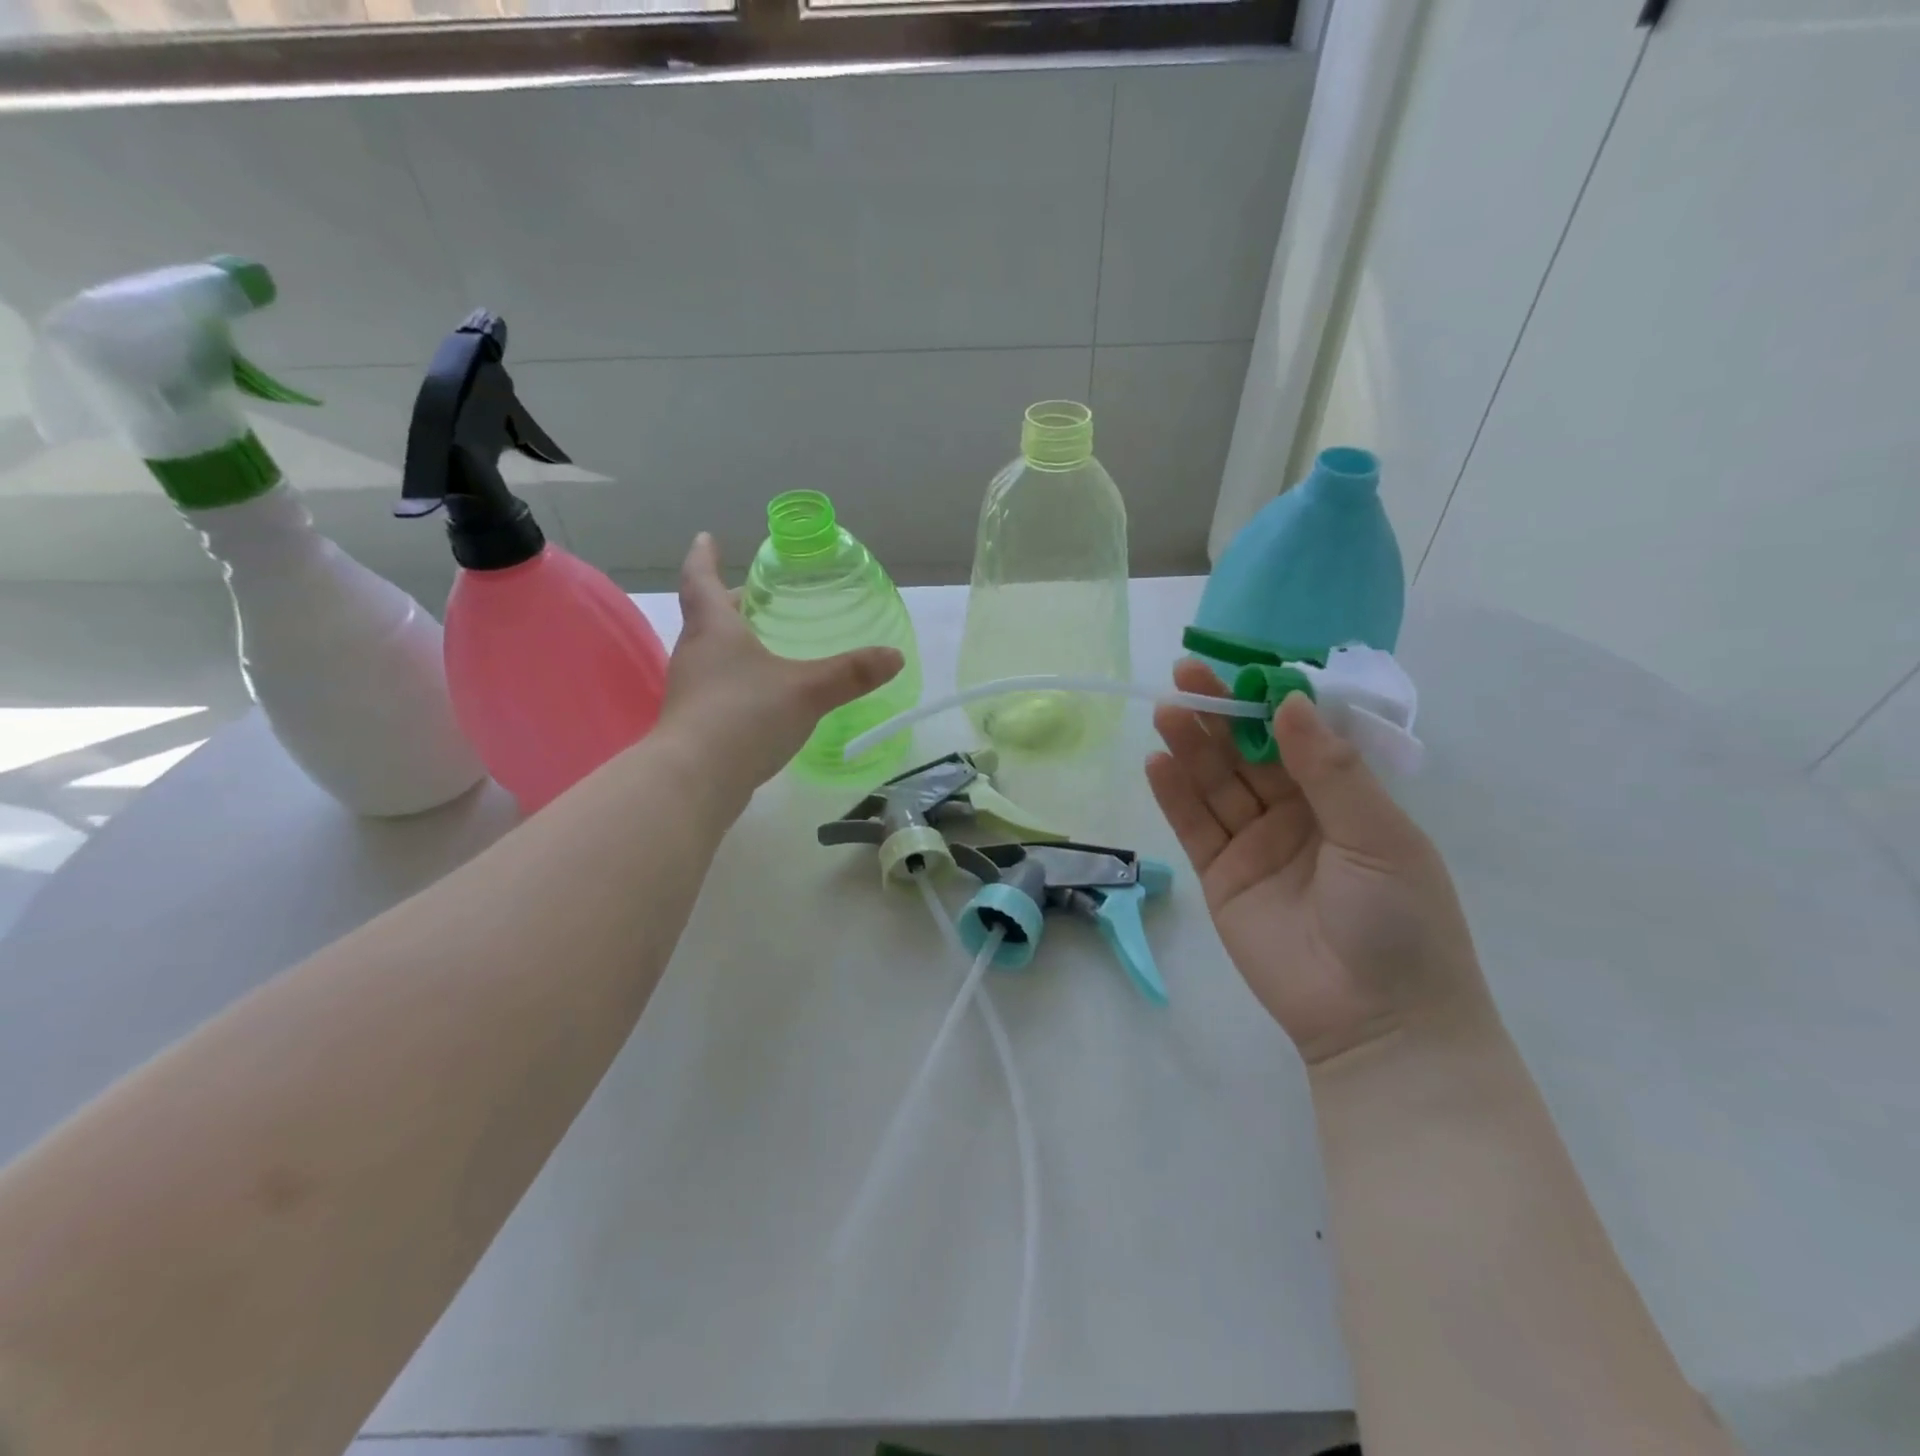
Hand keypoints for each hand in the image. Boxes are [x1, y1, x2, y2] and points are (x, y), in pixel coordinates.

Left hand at [659, 534, 903, 798]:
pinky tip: (760, 698)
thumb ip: (851, 674)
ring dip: (731, 644)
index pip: (700, 580)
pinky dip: (735, 681)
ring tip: (762, 643)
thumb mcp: (808, 690)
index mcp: (714, 631)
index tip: (707, 538)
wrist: (694, 780)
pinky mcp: (693, 725)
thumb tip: (895, 656)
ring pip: (710, 655)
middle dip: (727, 603)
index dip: (704, 557)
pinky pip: (715, 689)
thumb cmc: (746, 716)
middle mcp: (695, 655)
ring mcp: (690, 692)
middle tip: (752, 596)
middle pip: (707, 618)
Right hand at [1146, 660, 1485, 1065]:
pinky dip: (1175, 795)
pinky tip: (1157, 762)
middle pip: (1248, 755)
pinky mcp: (1221, 876)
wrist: (1377, 1021)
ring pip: (1216, 785)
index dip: (1268, 703)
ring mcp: (1255, 845)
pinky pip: (1195, 827)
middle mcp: (1296, 815)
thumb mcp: (1378, 836)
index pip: (1298, 737)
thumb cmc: (1401, 921)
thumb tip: (1290, 703)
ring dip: (1191, 747)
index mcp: (1344, 800)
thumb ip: (1329, 771)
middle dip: (1219, 716)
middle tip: (1185, 675)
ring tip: (1165, 710)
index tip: (1239, 670)